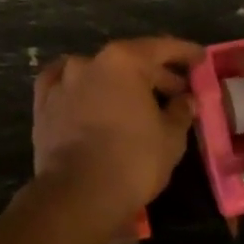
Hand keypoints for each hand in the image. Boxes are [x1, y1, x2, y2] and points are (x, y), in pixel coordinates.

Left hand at [32, 37, 200, 235]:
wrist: (77, 194)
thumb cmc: (133, 161)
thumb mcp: (171, 138)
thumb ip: (180, 111)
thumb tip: (185, 99)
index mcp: (124, 61)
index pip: (161, 48)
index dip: (184, 53)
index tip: (200, 58)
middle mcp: (90, 61)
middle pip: (130, 61)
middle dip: (154, 74)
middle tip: (175, 91)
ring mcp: (63, 80)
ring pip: (97, 73)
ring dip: (117, 83)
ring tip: (134, 101)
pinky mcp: (43, 103)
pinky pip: (64, 86)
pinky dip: (79, 87)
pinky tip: (85, 94)